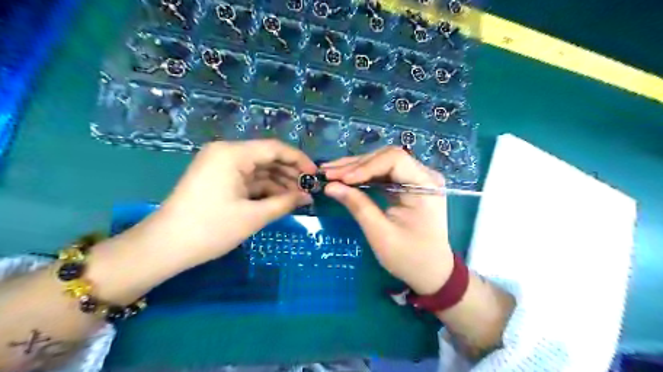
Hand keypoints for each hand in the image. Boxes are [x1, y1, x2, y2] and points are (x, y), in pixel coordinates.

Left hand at [133, 139, 315, 266]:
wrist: (165, 247)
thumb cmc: (211, 229)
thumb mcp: (253, 216)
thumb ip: (285, 202)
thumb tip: (308, 197)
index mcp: (232, 154)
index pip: (274, 148)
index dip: (299, 160)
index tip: (315, 175)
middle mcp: (226, 153)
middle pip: (267, 157)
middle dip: (290, 173)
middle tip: (309, 190)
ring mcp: (221, 166)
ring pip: (259, 169)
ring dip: (279, 182)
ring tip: (299, 198)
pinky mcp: (218, 179)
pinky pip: (248, 179)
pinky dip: (264, 189)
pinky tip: (281, 200)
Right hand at [323, 146, 456, 294]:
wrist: (431, 271)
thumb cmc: (409, 258)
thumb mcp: (381, 234)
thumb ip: (358, 206)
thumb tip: (330, 186)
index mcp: (426, 186)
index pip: (394, 160)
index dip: (365, 166)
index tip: (341, 179)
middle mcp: (424, 175)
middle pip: (386, 158)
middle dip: (355, 165)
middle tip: (327, 173)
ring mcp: (417, 178)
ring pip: (382, 163)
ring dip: (356, 167)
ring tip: (330, 172)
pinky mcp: (408, 185)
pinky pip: (384, 173)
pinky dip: (363, 175)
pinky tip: (345, 177)